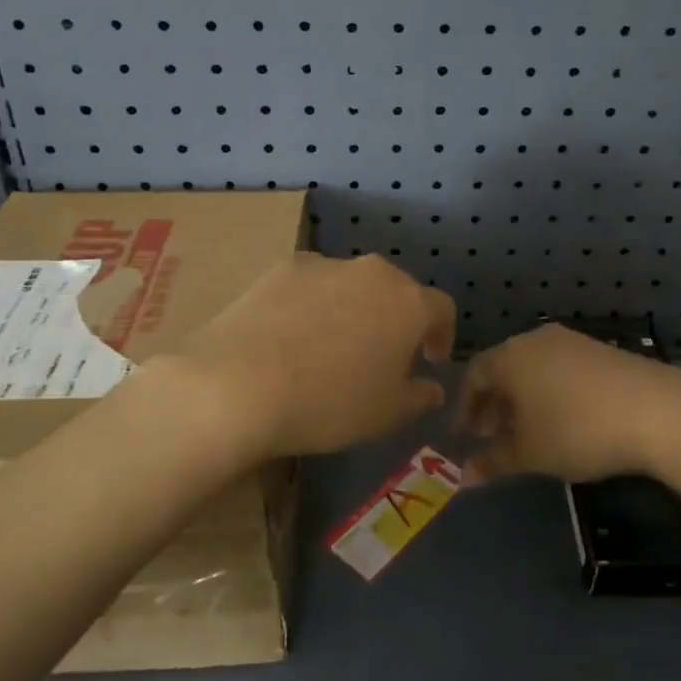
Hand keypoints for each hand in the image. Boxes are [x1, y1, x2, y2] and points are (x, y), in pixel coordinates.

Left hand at [168, 254, 454, 458]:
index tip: (431, 361)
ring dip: (354, 309)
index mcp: (409, 303)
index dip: (442, 335)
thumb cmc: (329, 403)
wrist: (239, 384)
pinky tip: (293, 336)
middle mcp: (372, 273)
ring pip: (353, 284)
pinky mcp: (283, 268)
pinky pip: (312, 284)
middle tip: (384, 356)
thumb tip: (432, 387)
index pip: (441, 309)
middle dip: (397, 319)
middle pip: (397, 290)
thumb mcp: (386, 415)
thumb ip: (418, 397)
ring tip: (333, 346)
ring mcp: (325, 265)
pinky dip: (313, 304)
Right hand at [454, 324, 680, 482]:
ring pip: (532, 368)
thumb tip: (463, 477)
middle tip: (490, 436)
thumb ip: (494, 461)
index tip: (463, 436)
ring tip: (527, 432)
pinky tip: (562, 420)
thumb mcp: (531, 453)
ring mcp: (571, 341)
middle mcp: (535, 340)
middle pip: (503, 368)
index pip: (474, 374)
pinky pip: (559, 368)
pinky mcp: (599, 350)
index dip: (465, 406)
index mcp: (510, 356)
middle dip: (493, 404)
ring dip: (522, 399)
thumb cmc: (577, 430)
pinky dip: (548, 392)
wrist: (656, 410)